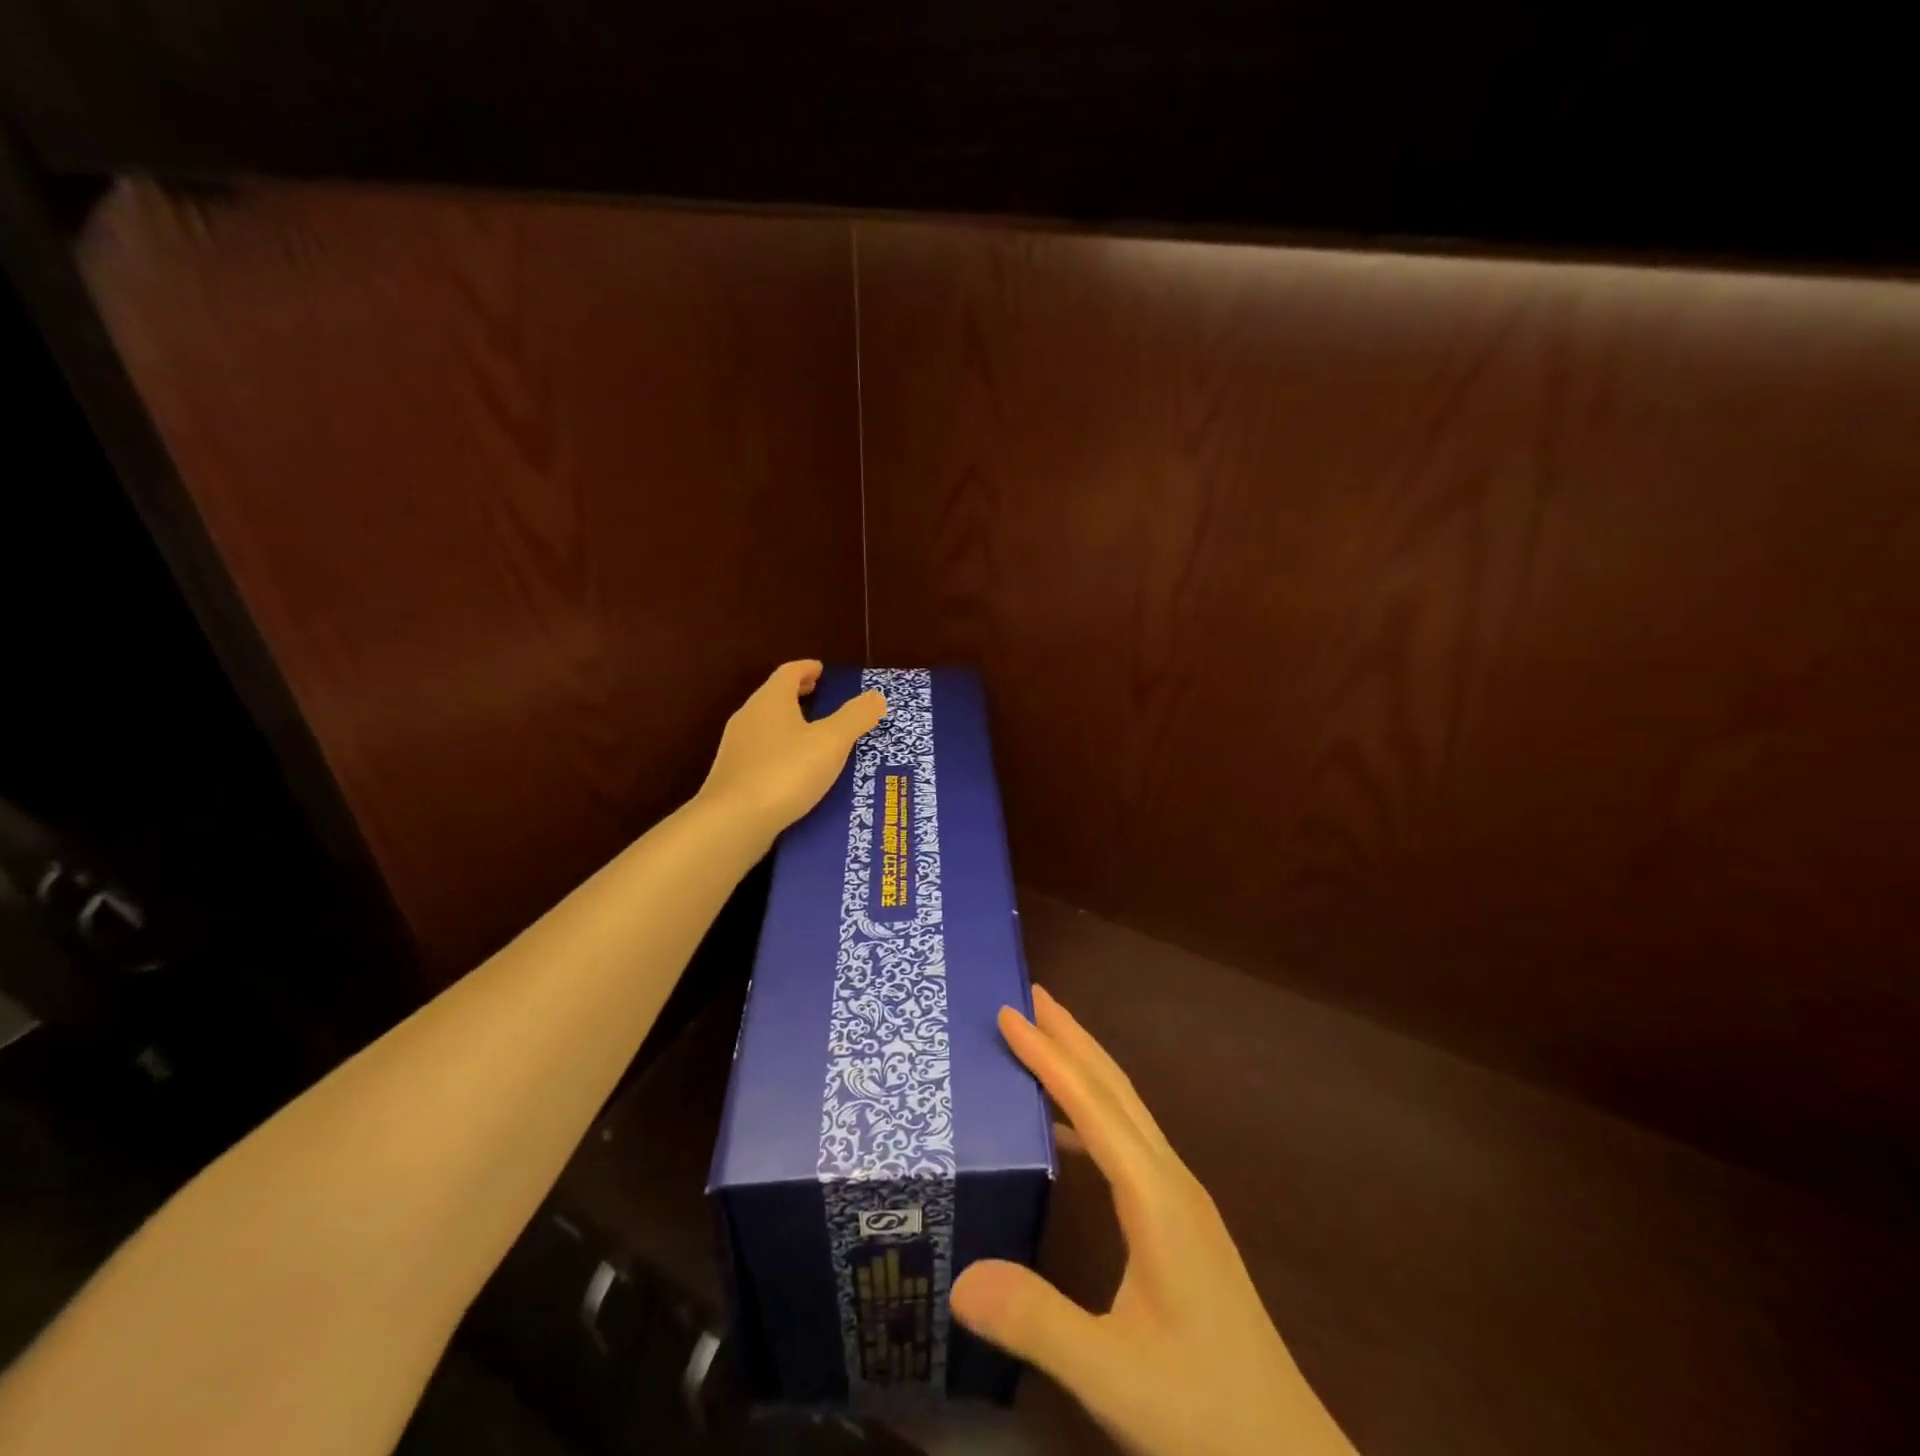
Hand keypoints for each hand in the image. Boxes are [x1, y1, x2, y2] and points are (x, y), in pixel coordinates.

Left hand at [699, 660, 884, 837]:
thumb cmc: (785, 772)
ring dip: (790, 724)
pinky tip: (796, 771)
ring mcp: (737, 748)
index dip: (807, 668)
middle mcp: (749, 717)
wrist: (733, 822)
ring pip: (767, 726)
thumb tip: (876, 696)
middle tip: (821, 697)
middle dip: (798, 695)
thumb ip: (855, 717)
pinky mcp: (733, 776)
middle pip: (775, 696)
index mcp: (771, 700)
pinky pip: (762, 752)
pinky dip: (782, 751)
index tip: (822, 670)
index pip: (789, 672)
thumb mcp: (831, 743)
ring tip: (815, 736)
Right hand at [951, 987, 1357, 1455]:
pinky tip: (1066, 1134)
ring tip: (1042, 1044)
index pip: (1093, 1105)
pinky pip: (1130, 1143)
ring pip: (1127, 1111)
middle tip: (1029, 996)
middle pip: (1116, 1088)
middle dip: (1072, 1037)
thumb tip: (960, 1276)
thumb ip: (1037, 1323)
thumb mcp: (1111, 1376)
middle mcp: (1172, 1180)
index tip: (1009, 1013)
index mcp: (1156, 1196)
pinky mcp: (1182, 1222)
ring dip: (1085, 1068)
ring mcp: (1182, 1200)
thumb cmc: (1202, 1411)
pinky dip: (1093, 1115)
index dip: (1048, 1055)